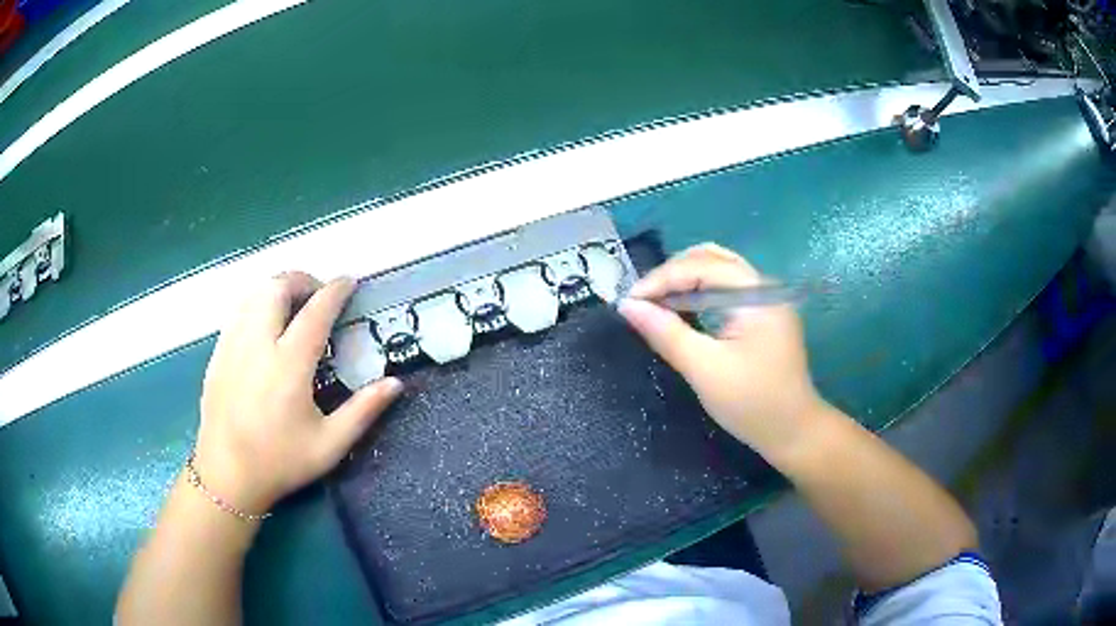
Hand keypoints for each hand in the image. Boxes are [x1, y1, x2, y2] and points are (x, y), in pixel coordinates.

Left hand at [192, 273, 401, 514]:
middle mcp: (257, 344)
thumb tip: (396, 383)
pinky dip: (257, 304)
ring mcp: (232, 345)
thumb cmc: (280, 462)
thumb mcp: (330, 445)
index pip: (315, 311)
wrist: (226, 475)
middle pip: (277, 287)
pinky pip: (238, 311)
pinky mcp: (217, 353)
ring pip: (253, 293)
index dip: (336, 291)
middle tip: (319, 295)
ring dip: (277, 288)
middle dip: (303, 280)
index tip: (349, 282)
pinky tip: (265, 326)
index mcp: (289, 365)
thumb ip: (363, 410)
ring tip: (293, 305)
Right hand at [618, 244, 822, 456]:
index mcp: (757, 294)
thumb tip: (627, 306)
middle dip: (672, 274)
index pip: (701, 266)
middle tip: (642, 301)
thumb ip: (666, 333)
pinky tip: (681, 312)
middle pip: (711, 259)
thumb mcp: (705, 369)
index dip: (661, 279)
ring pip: (718, 272)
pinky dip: (699, 295)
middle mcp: (764, 286)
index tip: (629, 301)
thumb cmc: (752, 403)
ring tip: (656, 304)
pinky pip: (725, 290)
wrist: (794, 433)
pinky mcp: (763, 315)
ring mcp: (766, 299)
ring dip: (684, 282)